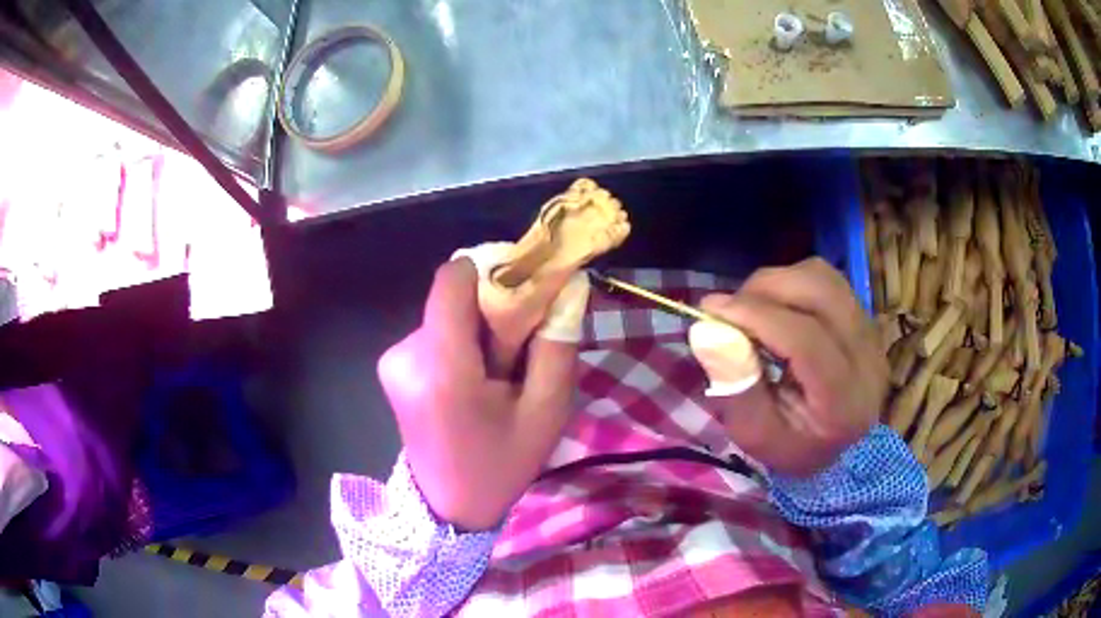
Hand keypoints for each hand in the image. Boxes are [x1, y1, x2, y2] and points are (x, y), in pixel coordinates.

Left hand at [377, 258, 577, 530]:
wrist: (449, 506)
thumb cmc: (501, 464)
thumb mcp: (546, 411)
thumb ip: (556, 344)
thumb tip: (566, 286)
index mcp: (443, 368)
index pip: (453, 279)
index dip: (491, 270)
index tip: (524, 289)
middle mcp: (407, 354)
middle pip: (455, 297)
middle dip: (492, 312)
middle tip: (516, 353)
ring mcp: (393, 360)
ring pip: (447, 315)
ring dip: (477, 332)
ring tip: (494, 378)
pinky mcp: (392, 366)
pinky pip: (435, 333)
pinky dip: (460, 346)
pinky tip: (472, 384)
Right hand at [690, 258, 887, 476]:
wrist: (833, 447)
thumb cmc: (789, 445)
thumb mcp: (753, 433)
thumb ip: (735, 385)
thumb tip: (705, 329)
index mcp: (844, 400)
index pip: (806, 339)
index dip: (756, 316)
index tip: (710, 310)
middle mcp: (867, 358)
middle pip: (819, 292)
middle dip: (764, 290)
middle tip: (729, 309)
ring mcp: (870, 332)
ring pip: (823, 277)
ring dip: (778, 282)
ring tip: (752, 308)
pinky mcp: (864, 317)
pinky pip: (827, 279)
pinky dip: (793, 283)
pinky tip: (777, 307)